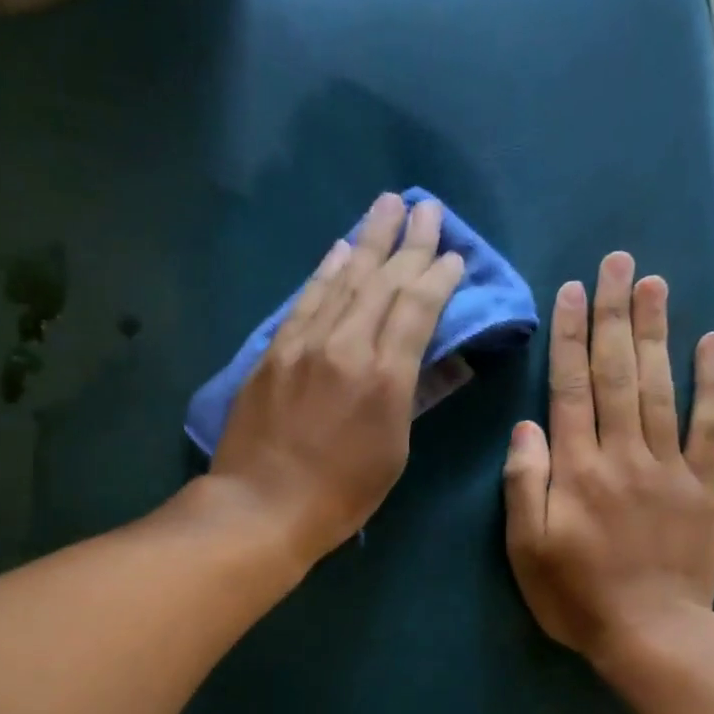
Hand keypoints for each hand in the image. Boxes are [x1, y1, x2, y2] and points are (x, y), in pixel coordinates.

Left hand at [210, 193, 464, 562]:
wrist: (261, 506)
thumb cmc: (340, 496)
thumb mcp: (392, 452)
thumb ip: (406, 396)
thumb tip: (414, 356)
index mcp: (385, 376)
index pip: (417, 308)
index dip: (437, 276)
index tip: (452, 254)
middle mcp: (346, 346)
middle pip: (382, 282)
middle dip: (408, 242)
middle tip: (426, 209)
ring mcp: (304, 344)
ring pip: (343, 280)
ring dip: (368, 241)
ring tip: (387, 206)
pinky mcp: (273, 352)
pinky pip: (305, 300)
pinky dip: (325, 272)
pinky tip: (339, 251)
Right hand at [503, 251, 713, 670]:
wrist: (651, 634)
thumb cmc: (576, 596)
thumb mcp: (526, 550)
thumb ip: (525, 486)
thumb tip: (526, 427)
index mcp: (576, 470)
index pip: (569, 389)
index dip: (569, 337)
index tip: (572, 290)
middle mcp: (622, 454)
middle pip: (616, 373)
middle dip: (613, 315)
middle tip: (617, 261)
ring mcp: (668, 466)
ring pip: (659, 385)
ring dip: (655, 331)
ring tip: (653, 281)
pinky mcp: (703, 484)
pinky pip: (709, 424)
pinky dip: (712, 380)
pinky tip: (712, 340)